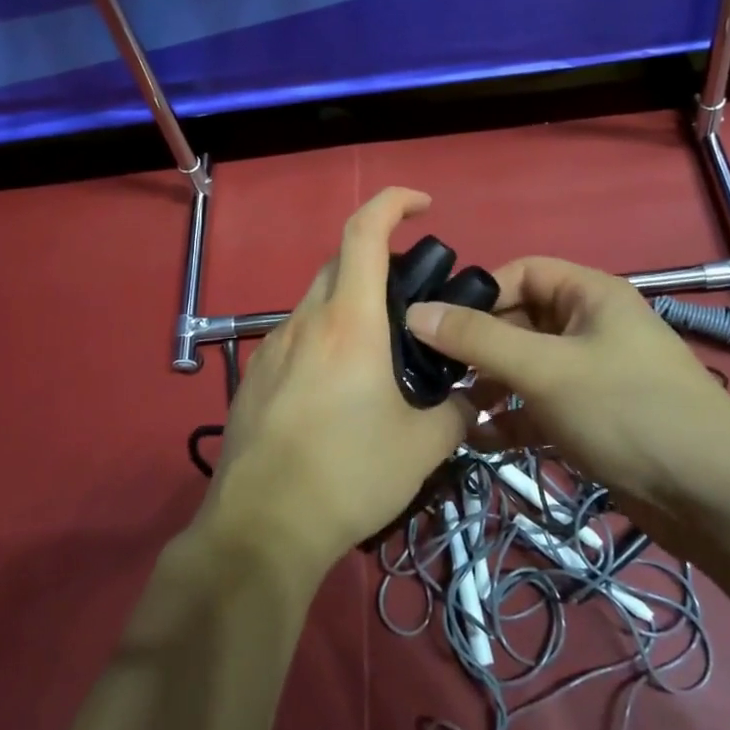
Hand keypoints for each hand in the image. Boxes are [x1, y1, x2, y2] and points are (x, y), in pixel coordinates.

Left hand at [204, 188, 471, 573]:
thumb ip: (459, 411)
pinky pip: (296, 338)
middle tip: (412, 301)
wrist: (263, 528)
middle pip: (339, 262)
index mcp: (349, 322)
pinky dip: (324, 340)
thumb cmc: (349, 475)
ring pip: (316, 302)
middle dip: (377, 262)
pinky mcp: (253, 377)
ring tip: (379, 356)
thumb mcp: (423, 446)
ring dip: (350, 306)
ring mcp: (272, 348)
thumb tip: (475, 397)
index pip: (364, 232)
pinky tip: (337, 392)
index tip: (424, 204)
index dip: (393, 202)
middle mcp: (305, 321)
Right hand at [405, 258, 729, 528]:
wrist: (713, 497)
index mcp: (589, 295)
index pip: (521, 272)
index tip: (436, 323)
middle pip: (520, 322)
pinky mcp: (594, 419)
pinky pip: (540, 407)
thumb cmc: (626, 410)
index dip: (479, 293)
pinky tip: (477, 441)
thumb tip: (414, 312)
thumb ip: (477, 340)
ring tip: (446, 408)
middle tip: (430, 371)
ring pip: (526, 368)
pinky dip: (511, 419)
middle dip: (477, 346)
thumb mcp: (544, 369)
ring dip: (489, 386)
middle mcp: (590, 327)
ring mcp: (593, 375)